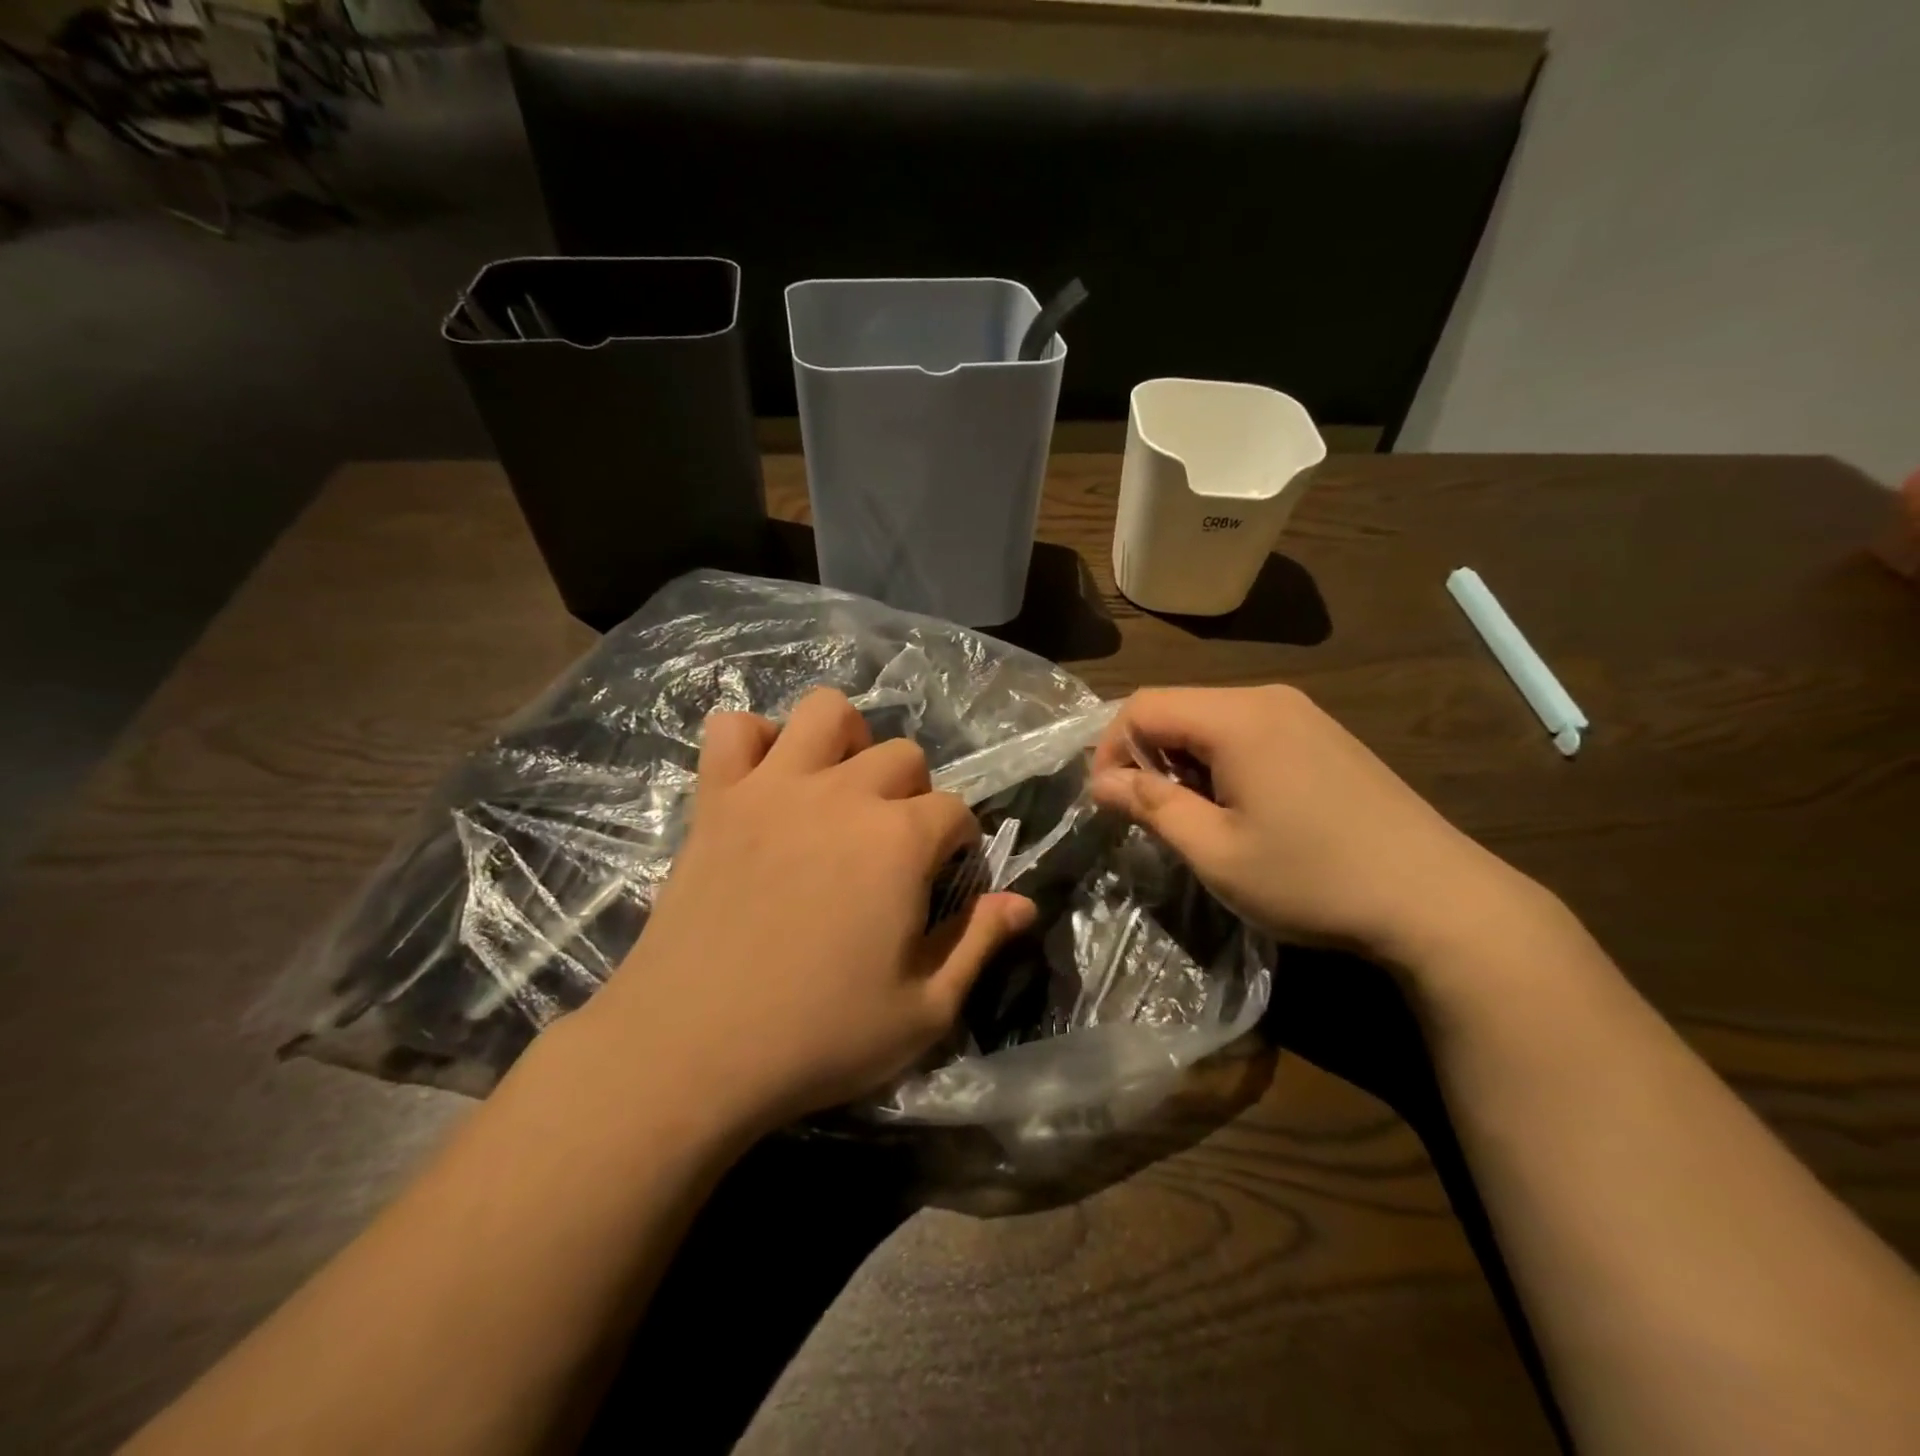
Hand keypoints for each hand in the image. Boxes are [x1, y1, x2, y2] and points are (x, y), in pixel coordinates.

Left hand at [591, 688, 1034, 1134]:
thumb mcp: (924, 1010)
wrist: (689, 1050)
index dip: (959, 846)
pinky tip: (767, 781)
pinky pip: (732, 728)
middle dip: (913, 795)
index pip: (955, 810)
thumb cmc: (818, 1037)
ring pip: (825, 711)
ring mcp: (774, 787)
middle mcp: (843, 794)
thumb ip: (979, 944)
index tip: (942, 883)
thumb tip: (1023, 902)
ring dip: (845, 741)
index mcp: (900, 840)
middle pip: (902, 755)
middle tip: (893, 849)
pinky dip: (755, 741)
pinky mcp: (717, 798)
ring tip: (839, 789)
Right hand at [1090, 685, 1540, 970]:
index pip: (1143, 706)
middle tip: (1148, 817)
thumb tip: (1102, 783)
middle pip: (1177, 707)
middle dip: (1146, 757)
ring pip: (1211, 720)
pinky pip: (1248, 732)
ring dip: (1183, 762)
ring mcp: (1303, 714)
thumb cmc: (1313, 878)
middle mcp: (1268, 699)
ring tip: (1193, 819)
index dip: (1110, 749)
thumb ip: (1151, 807)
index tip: (1108, 803)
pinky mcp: (1324, 736)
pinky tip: (1241, 810)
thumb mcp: (1215, 852)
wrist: (1439, 901)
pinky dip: (1220, 762)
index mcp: (1237, 718)